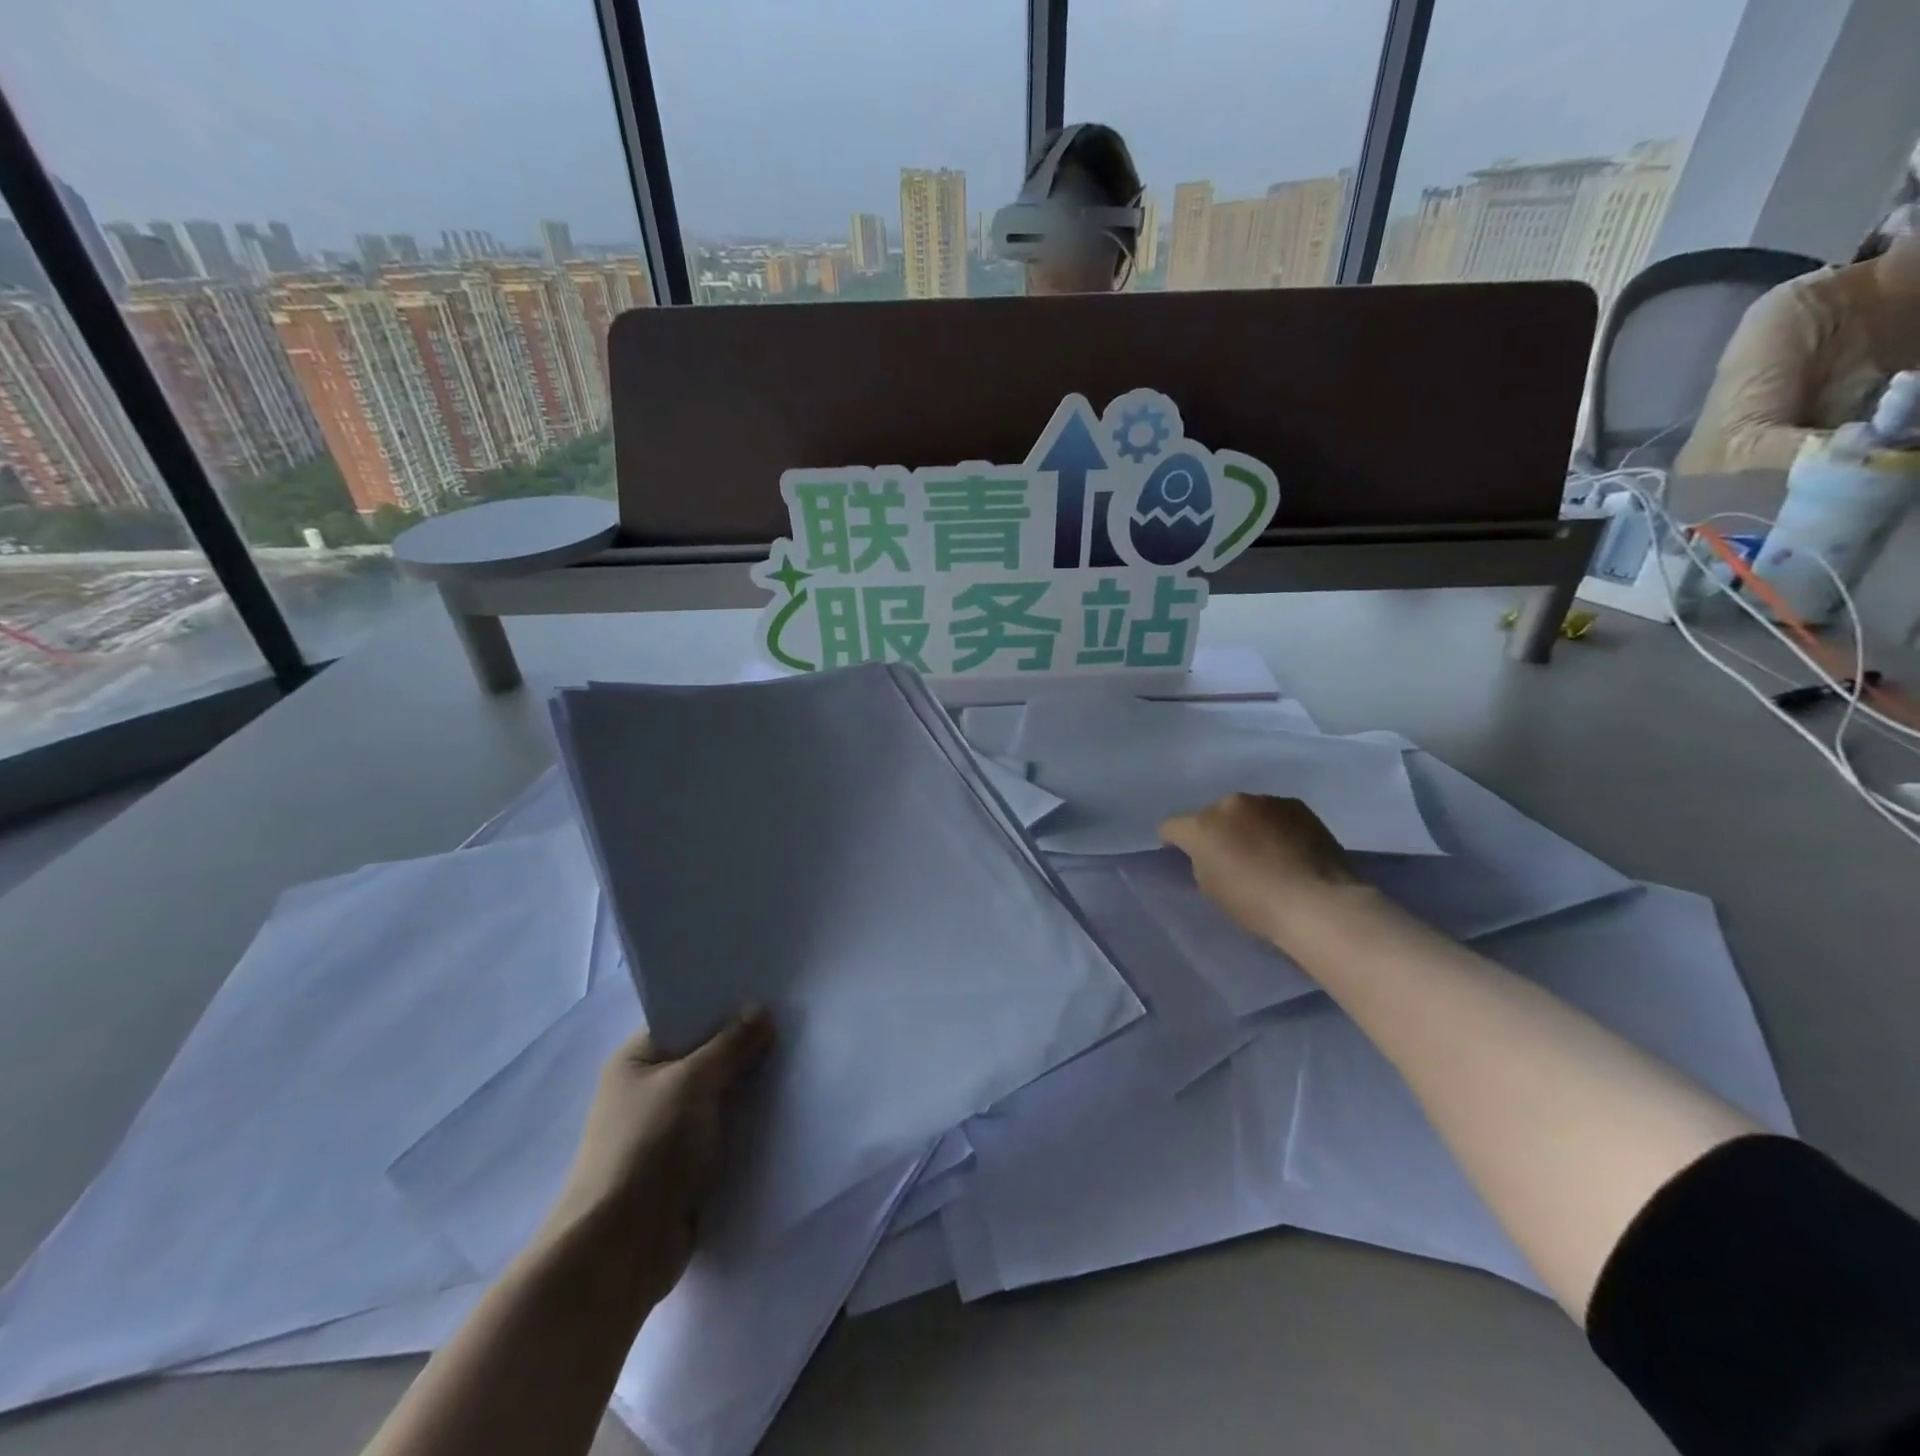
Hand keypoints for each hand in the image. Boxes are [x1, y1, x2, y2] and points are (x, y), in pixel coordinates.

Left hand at [541, 1008, 773, 1306]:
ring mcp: (666, 1131)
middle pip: (706, 1056)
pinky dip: (748, 1123)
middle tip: (795, 1022)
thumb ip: (731, 1045)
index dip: (724, 1005)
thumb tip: (761, 1009)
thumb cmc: (648, 1148)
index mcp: (636, 1060)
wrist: (619, 1251)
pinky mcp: (685, 1167)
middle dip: (744, 1045)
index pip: (685, 1018)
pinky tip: (786, 1107)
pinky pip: (724, 1131)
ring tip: (800, 1059)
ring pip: (719, 1095)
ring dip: (750, 1086)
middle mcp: (648, 1090)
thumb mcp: (692, 1081)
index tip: (770, 992)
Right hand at [1160, 794, 1367, 948]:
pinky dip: (1274, 827)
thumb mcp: (1211, 889)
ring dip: (1246, 827)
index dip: (1174, 843)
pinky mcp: (1298, 806)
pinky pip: (1274, 814)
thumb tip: (1209, 855)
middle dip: (1216, 832)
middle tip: (1231, 858)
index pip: (1171, 827)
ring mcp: (1266, 801)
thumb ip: (1201, 863)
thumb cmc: (1256, 904)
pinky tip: (1289, 850)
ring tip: (1265, 854)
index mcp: (1202, 825)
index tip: (1185, 860)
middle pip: (1211, 815)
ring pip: (1245, 812)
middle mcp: (1230, 804)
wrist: (1318, 903)